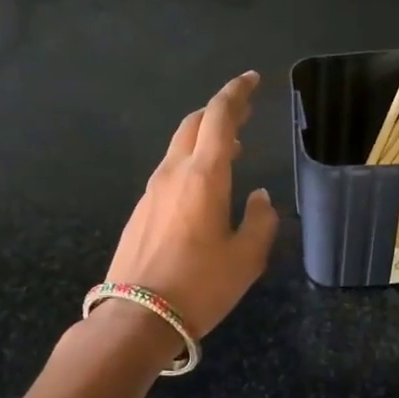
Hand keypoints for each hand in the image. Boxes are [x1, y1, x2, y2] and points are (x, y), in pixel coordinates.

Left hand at [104, 71, 278, 339]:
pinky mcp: (140, 211)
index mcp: (204, 175)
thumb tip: (258, 196)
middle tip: (243, 114)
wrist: (138, 317)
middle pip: (193, 124)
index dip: (237, 93)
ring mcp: (151, 192)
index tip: (252, 80)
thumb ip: (260, 220)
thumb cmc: (200, 286)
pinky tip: (202, 188)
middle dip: (219, 112)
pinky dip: (189, 163)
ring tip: (230, 151)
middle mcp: (173, 173)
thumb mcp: (247, 257)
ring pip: (178, 148)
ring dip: (204, 139)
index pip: (219, 116)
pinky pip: (168, 172)